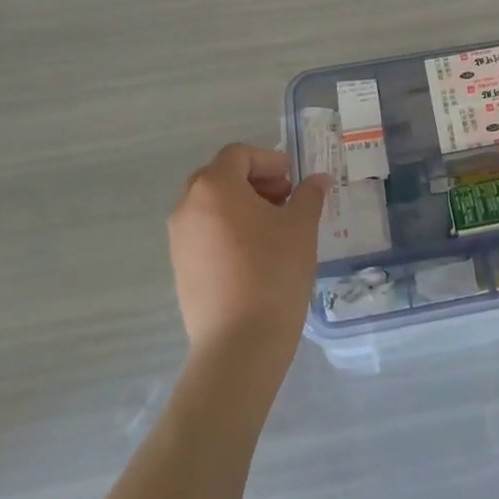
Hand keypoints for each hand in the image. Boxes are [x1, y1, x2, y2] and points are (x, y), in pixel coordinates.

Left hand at [168, 144, 329, 362]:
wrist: (238, 345)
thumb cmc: (273, 272)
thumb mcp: (301, 227)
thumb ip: (309, 195)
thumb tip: (318, 180)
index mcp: (214, 187)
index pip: (239, 154)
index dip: (269, 161)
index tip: (293, 181)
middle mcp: (188, 206)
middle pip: (221, 176)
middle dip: (254, 181)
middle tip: (284, 199)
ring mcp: (179, 239)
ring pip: (211, 205)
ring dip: (241, 205)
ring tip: (273, 229)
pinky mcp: (180, 268)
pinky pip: (204, 233)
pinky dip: (227, 230)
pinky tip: (255, 255)